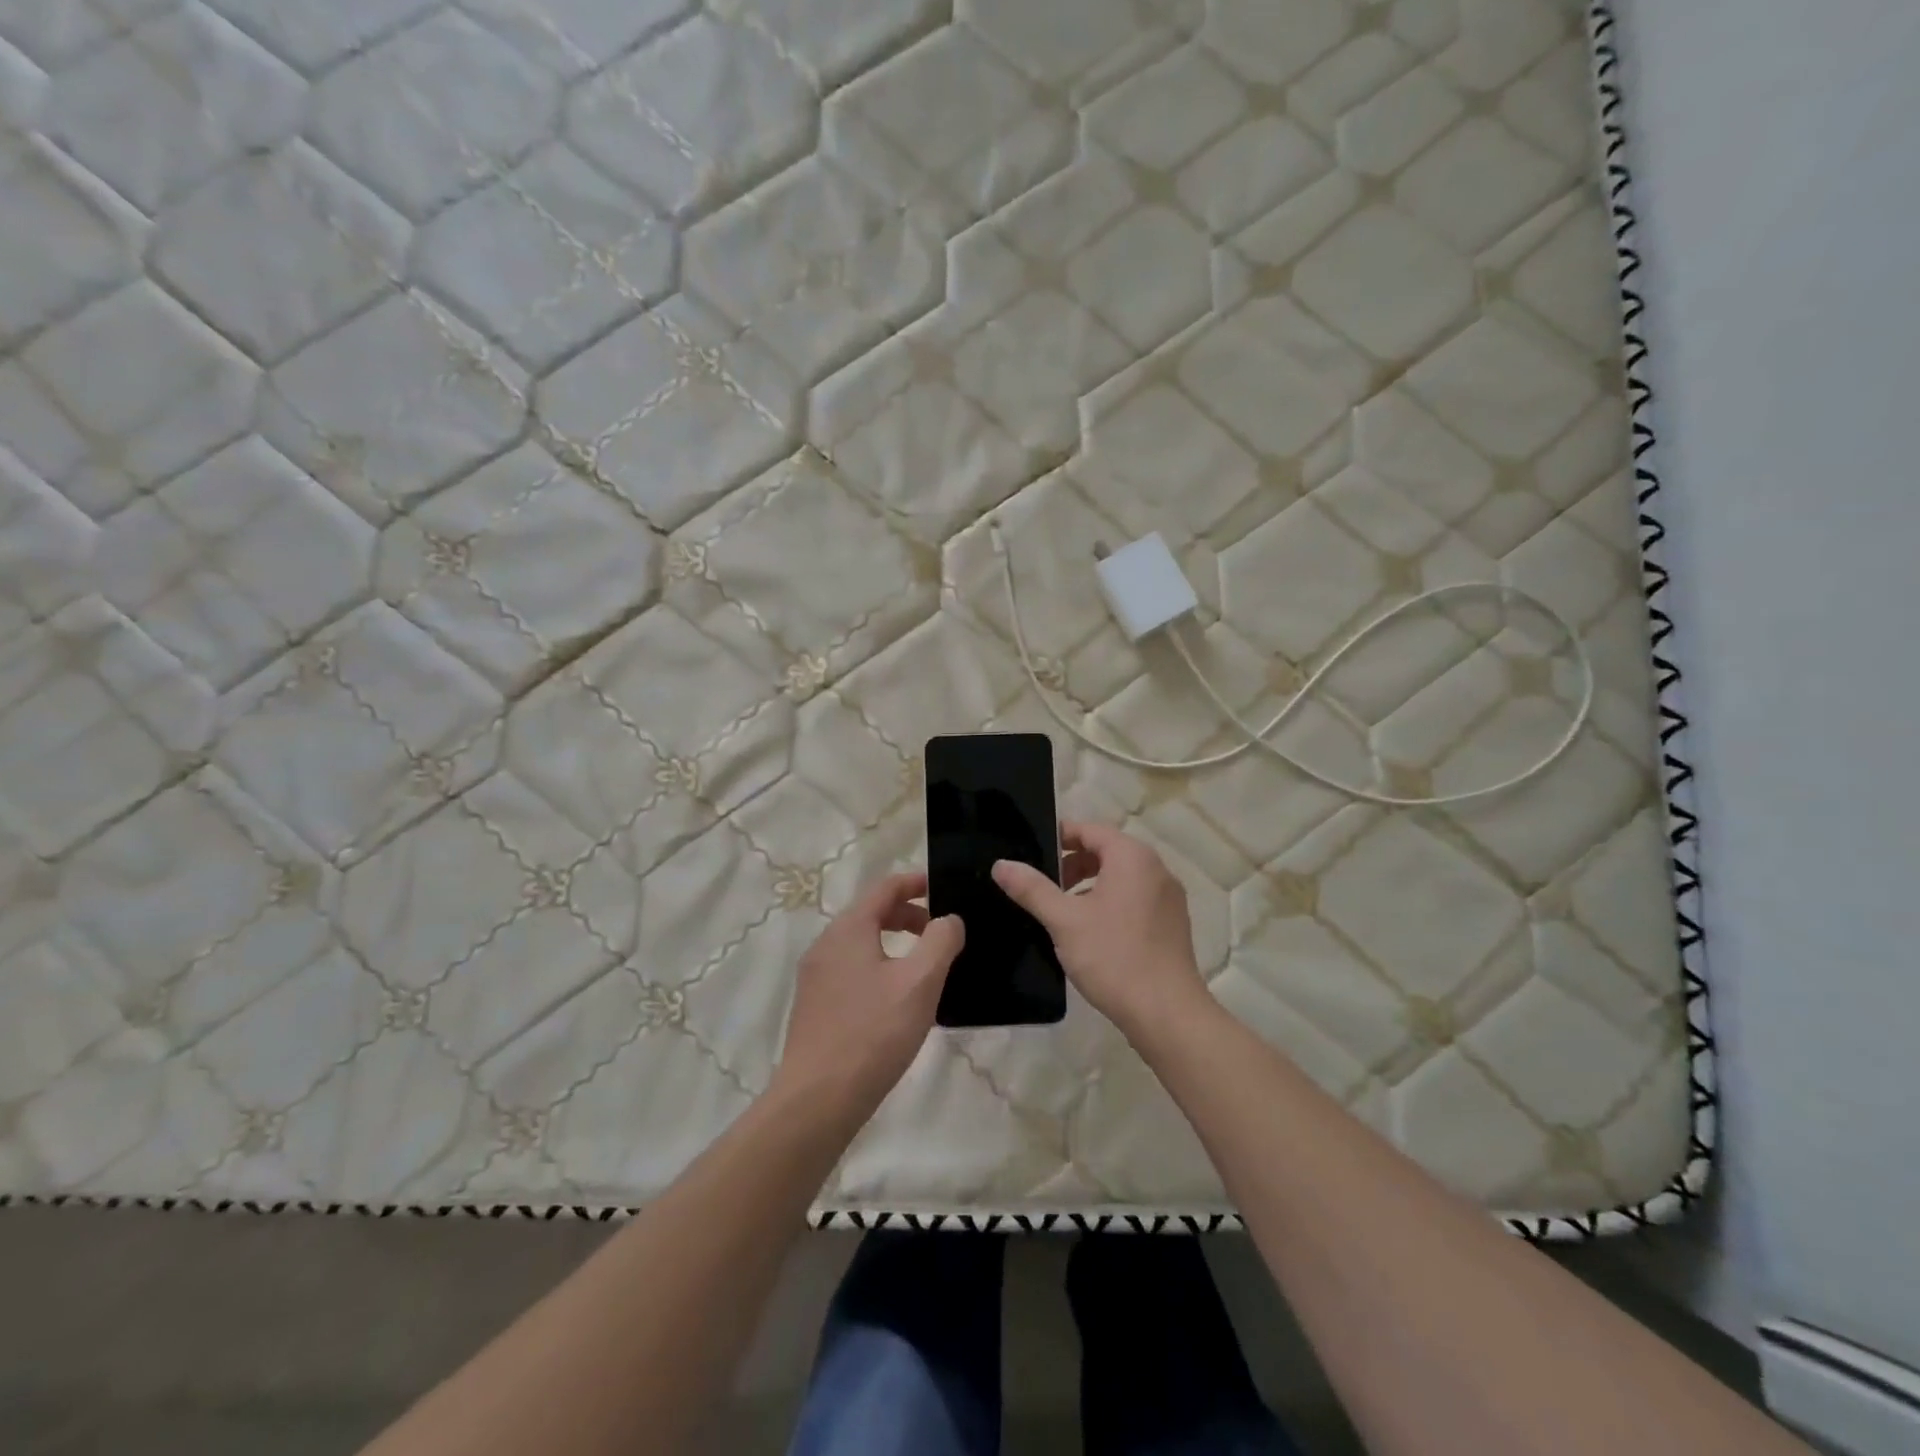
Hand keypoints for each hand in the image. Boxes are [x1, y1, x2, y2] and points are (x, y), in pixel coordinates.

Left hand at [772, 871, 963, 1124]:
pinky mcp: (814, 1005)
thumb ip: (941, 941)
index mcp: (849, 929)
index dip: (916, 882)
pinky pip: (851, 969)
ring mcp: (815, 976)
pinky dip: (878, 967)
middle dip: (909, 916)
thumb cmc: (873, 1033)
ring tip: (925, 968)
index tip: (944, 889)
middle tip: (942, 934)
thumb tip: (949, 920)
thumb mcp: (920, 982)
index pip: (885, 887)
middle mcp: (826, 944)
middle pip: (871, 913)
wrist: (817, 1099)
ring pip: (861, 943)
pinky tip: (897, 1000)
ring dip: (894, 944)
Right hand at [992, 821, 1210, 1045]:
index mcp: (1132, 857)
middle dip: (1072, 863)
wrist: (1167, 1013)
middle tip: (1042, 885)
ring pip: (1121, 876)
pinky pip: (1135, 898)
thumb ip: (1032, 888)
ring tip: (1062, 910)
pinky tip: (1090, 932)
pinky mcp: (1172, 922)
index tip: (1032, 852)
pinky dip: (1110, 902)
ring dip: (1090, 885)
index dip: (1059, 836)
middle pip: (1106, 851)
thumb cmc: (1113, 957)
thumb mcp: (1064, 920)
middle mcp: (1156, 868)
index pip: (1090, 830)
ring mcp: (1168, 897)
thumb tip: (1001, 864)